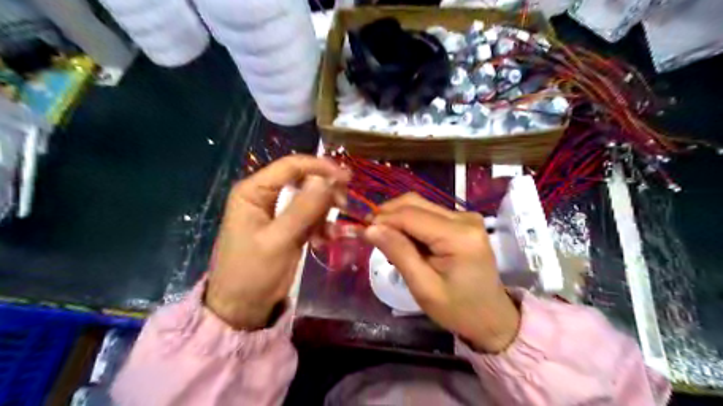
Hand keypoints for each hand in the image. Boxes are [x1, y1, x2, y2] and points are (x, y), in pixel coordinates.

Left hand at [204, 154, 351, 329]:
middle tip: (345, 205)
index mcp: (253, 191)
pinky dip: (320, 226)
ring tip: (333, 232)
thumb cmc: (252, 274)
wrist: (242, 310)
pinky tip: (325, 241)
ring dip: (325, 213)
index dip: (320, 167)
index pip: (290, 166)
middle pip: (302, 180)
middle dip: (325, 192)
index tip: (347, 178)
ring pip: (309, 200)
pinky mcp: (286, 228)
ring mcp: (276, 213)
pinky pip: (309, 218)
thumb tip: (327, 179)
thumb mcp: (279, 240)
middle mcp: (264, 196)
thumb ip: (303, 209)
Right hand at [368, 193, 519, 350]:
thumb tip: (370, 228)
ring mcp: (466, 217)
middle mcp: (465, 218)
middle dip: (388, 214)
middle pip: (415, 203)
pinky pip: (429, 213)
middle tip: (369, 233)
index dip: (382, 219)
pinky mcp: (463, 221)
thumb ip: (399, 253)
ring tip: (385, 239)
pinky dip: (411, 223)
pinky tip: (404, 240)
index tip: (361, 230)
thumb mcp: (423, 287)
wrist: (491, 316)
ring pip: (420, 205)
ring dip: (398, 218)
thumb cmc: (457, 308)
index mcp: (459, 236)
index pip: (410, 215)